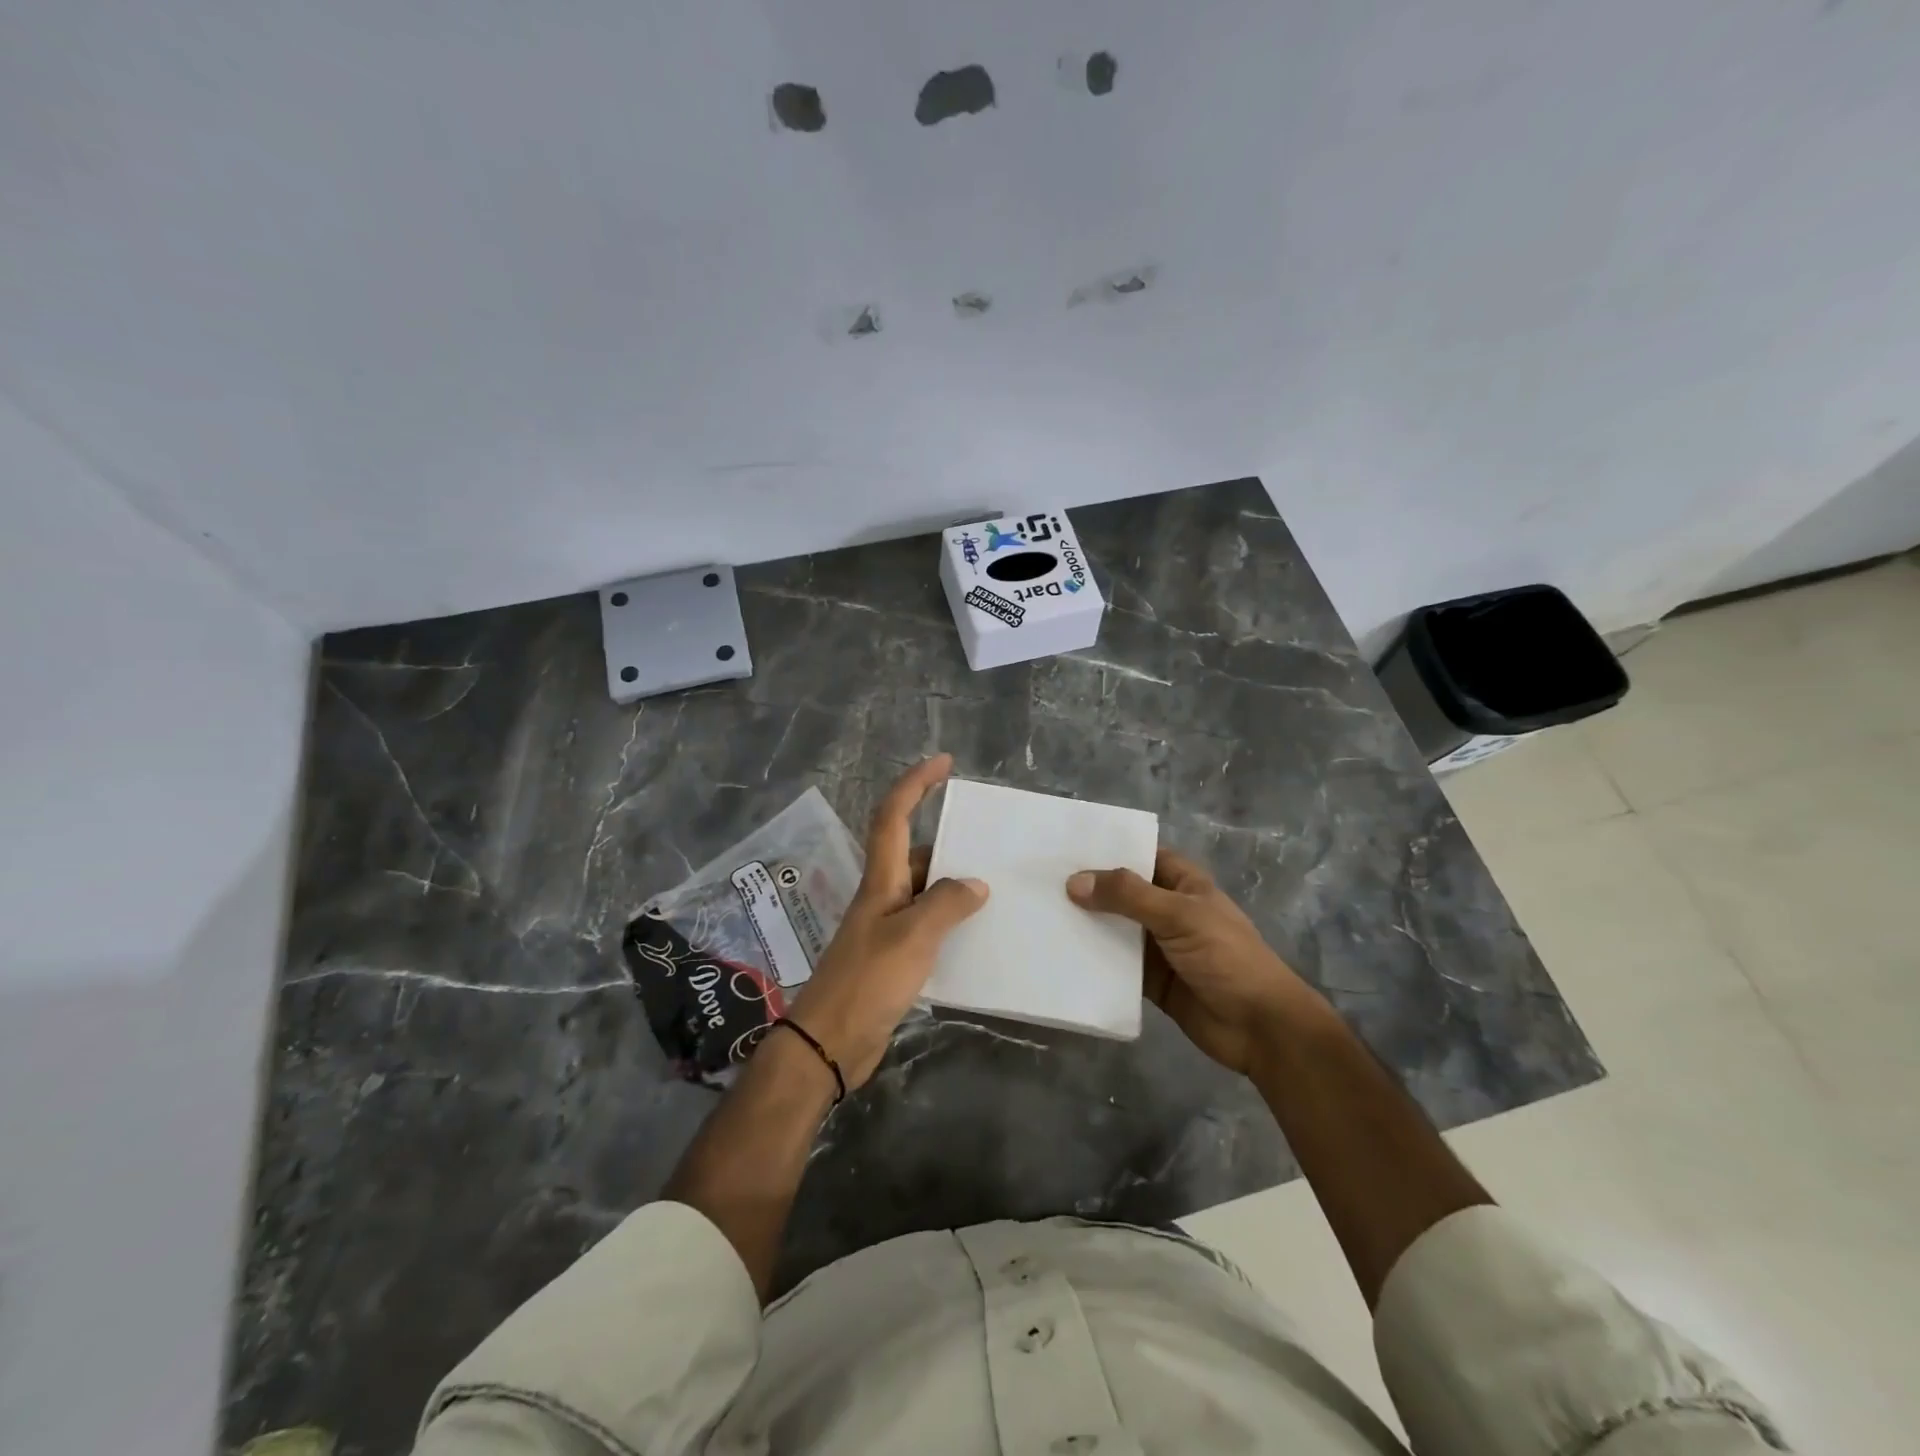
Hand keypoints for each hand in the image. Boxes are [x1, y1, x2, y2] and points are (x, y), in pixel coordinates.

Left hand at [784, 755, 987, 1087]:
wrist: (829, 1043)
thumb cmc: (867, 982)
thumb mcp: (912, 937)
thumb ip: (945, 904)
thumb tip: (975, 884)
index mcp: (880, 881)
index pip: (893, 816)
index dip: (915, 784)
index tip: (943, 762)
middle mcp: (882, 897)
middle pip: (913, 853)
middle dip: (947, 840)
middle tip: (989, 842)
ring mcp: (886, 928)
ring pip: (924, 891)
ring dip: (952, 884)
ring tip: (996, 886)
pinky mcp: (893, 958)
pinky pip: (928, 926)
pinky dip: (950, 922)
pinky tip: (977, 935)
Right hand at [1066, 848, 1320, 1075]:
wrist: (1261, 1027)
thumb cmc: (1227, 957)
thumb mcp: (1179, 915)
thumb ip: (1127, 896)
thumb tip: (1074, 882)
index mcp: (1184, 884)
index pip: (1142, 856)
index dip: (1110, 850)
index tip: (1066, 846)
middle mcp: (1169, 910)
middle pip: (1123, 893)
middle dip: (1090, 889)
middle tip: (1041, 881)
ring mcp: (1159, 947)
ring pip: (1116, 929)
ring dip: (1088, 926)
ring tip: (1041, 915)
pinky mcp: (1151, 981)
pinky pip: (1116, 966)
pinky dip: (1094, 962)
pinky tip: (1061, 956)